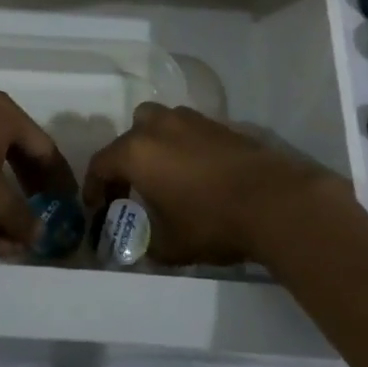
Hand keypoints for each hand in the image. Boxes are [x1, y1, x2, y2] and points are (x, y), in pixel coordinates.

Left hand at [0, 93, 77, 256]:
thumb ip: (20, 217)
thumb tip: (40, 236)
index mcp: (4, 114)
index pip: (44, 147)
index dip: (59, 179)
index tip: (68, 204)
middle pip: (19, 157)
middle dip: (31, 195)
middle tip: (45, 218)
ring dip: (5, 207)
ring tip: (16, 241)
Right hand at [82, 103, 339, 265]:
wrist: (272, 200)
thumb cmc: (211, 222)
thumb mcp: (170, 246)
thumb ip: (147, 242)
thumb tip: (144, 243)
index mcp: (137, 152)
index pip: (101, 163)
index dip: (95, 187)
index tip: (97, 207)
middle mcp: (159, 126)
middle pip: (130, 135)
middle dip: (125, 160)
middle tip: (131, 188)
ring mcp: (191, 120)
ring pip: (160, 123)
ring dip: (155, 146)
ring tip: (165, 176)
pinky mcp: (219, 124)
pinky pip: (188, 130)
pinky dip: (183, 146)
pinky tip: (196, 173)